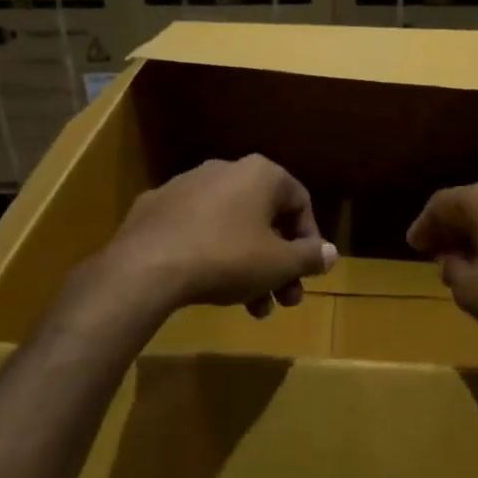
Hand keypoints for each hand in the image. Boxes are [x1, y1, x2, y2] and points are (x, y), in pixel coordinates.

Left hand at [104, 155, 336, 317]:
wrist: (146, 267)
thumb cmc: (227, 258)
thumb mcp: (279, 264)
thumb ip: (309, 257)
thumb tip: (330, 253)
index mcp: (260, 174)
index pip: (300, 203)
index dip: (310, 242)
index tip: (308, 274)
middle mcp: (225, 170)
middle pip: (265, 219)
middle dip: (279, 263)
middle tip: (284, 300)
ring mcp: (186, 186)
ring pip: (231, 227)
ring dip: (249, 266)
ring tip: (252, 307)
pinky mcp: (156, 207)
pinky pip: (197, 230)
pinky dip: (212, 254)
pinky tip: (209, 286)